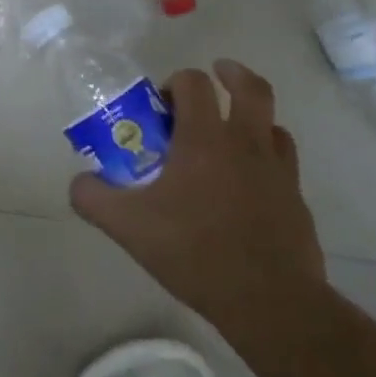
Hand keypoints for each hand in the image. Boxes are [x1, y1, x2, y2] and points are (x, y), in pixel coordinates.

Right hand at [71, 60, 327, 350]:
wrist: (270, 302)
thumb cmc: (195, 252)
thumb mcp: (128, 226)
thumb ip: (93, 197)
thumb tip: (78, 182)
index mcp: (204, 138)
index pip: (194, 83)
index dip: (176, 82)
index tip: (161, 105)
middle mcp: (246, 143)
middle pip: (251, 87)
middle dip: (230, 74)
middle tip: (216, 77)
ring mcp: (278, 171)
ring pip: (273, 123)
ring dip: (252, 117)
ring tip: (231, 132)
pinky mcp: (297, 200)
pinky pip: (284, 162)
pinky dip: (267, 156)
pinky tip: (249, 180)